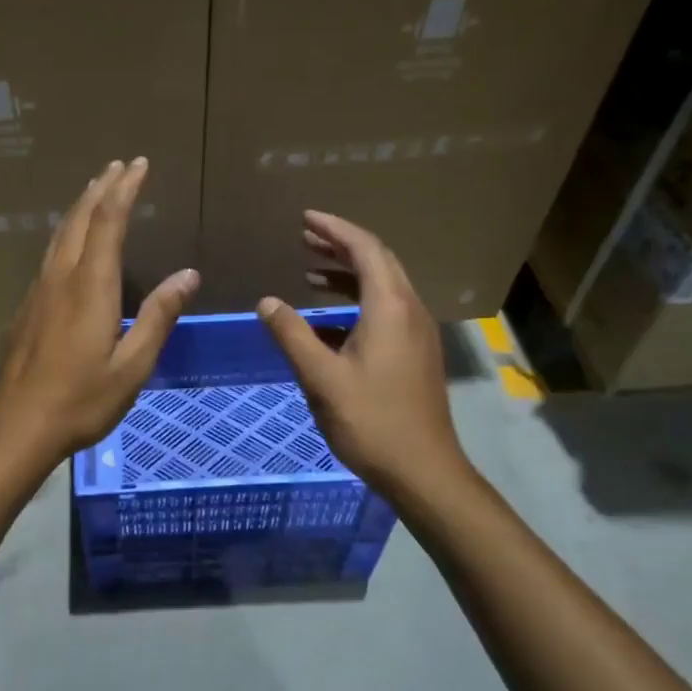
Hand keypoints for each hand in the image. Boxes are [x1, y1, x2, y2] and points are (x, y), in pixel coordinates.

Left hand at [0, 158, 198, 472]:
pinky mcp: (26, 307)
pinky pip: (50, 254)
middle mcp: (61, 278)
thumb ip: (159, 317)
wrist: (17, 425)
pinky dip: (67, 233)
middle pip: (80, 219)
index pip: (109, 222)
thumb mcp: (132, 365)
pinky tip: (71, 243)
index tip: (138, 164)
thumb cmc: (82, 400)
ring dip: (81, 206)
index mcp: (91, 287)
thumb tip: (188, 275)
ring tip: (96, 189)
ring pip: (60, 234)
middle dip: (101, 188)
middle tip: (119, 165)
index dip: (124, 190)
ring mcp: (38, 291)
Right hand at [257, 209, 466, 494]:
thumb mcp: (321, 377)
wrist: (424, 471)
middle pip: (378, 262)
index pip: (365, 250)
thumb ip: (292, 335)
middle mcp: (409, 311)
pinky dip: (356, 300)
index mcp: (390, 308)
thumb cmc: (371, 421)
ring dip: (348, 273)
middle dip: (342, 245)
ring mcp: (416, 333)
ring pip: (383, 286)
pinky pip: (385, 310)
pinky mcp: (415, 354)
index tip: (306, 218)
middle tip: (306, 236)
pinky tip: (327, 320)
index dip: (335, 230)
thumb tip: (266, 302)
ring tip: (311, 271)